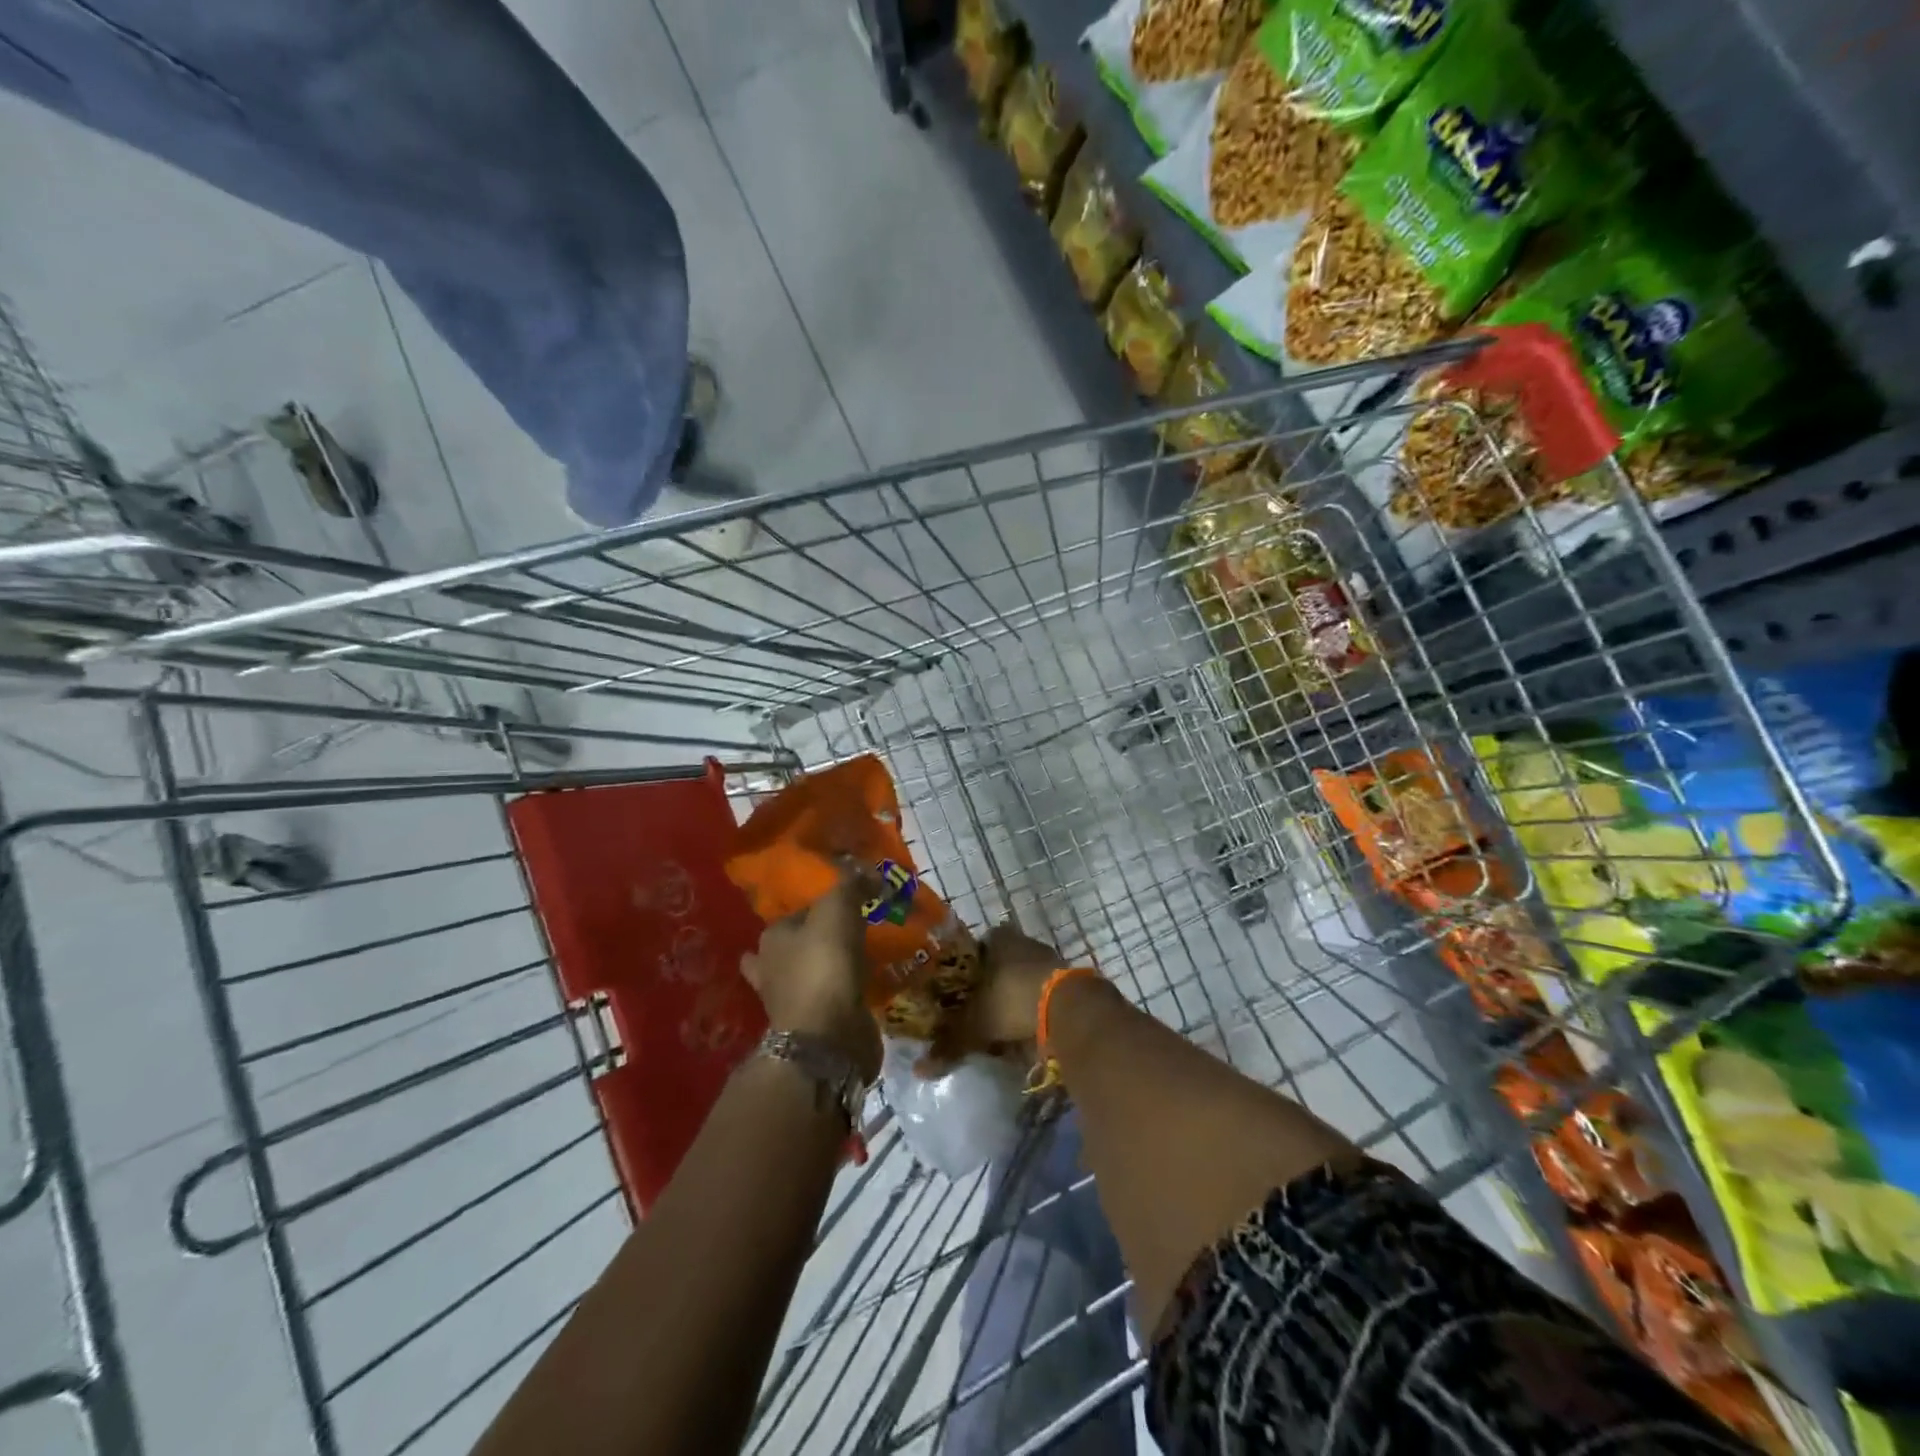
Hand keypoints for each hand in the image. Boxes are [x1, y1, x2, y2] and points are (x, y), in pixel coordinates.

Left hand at [741, 872, 881, 1082]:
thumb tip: (866, 870)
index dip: (824, 906)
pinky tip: (868, 985)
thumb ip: (850, 886)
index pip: (800, 911)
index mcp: (772, 938)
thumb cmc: (824, 965)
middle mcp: (773, 968)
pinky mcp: (814, 1025)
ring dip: (831, 967)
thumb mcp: (837, 910)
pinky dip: (847, 992)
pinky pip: (834, 999)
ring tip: (865, 957)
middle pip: (799, 945)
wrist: (827, 1037)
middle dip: (819, 940)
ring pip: (813, 973)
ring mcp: (791, 1000)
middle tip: (857, 930)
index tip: (852, 905)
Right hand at [917, 922, 1063, 1076]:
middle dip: (991, 987)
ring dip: (1014, 999)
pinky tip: (1027, 1032)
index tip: (959, 992)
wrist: (1068, 1007)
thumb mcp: (976, 1024)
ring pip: (1022, 979)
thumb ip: (950, 1043)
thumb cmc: (1013, 1000)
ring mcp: (1048, 959)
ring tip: (1001, 1026)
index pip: (976, 948)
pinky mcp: (1068, 980)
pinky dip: (1034, 1011)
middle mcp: (1023, 942)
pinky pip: (1042, 995)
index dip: (967, 969)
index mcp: (998, 939)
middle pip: (1001, 964)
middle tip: (978, 1011)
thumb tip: (920, 1069)